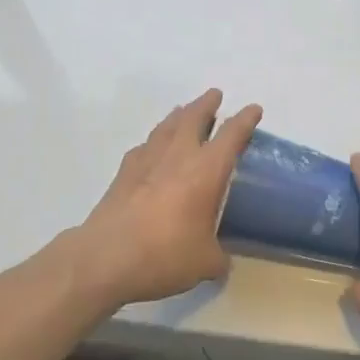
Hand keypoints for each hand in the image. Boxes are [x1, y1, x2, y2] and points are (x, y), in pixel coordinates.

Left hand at [74, 89, 261, 307]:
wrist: (106, 257)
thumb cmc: (165, 254)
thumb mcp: (204, 263)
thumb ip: (218, 258)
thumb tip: (222, 262)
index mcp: (206, 170)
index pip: (232, 134)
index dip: (245, 120)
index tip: (253, 109)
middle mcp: (179, 155)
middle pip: (194, 117)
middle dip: (207, 104)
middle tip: (214, 95)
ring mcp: (148, 159)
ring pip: (167, 125)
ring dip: (179, 115)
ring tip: (184, 111)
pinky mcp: (124, 171)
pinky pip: (145, 146)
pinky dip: (154, 141)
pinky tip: (152, 148)